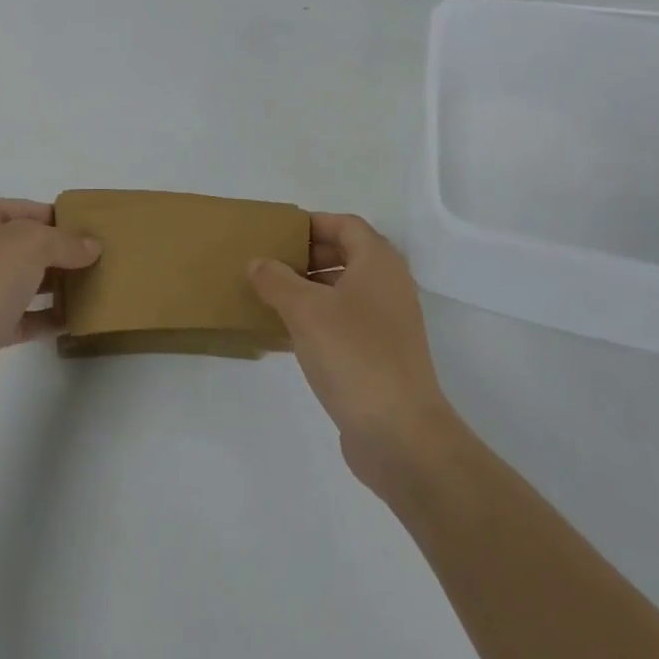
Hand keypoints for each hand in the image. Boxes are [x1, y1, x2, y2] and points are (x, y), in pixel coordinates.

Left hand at [0, 196, 100, 406]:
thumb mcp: (31, 243)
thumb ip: (66, 242)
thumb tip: (93, 246)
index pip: (24, 208)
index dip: (60, 218)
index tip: (95, 230)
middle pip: (23, 245)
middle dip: (61, 253)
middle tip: (102, 259)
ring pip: (22, 281)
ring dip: (56, 285)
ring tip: (97, 287)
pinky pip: (20, 316)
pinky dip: (45, 317)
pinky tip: (76, 319)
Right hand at [248, 213, 458, 493]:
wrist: (400, 434)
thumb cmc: (353, 355)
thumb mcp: (305, 309)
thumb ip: (276, 280)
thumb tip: (258, 262)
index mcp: (378, 264)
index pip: (346, 225)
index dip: (313, 223)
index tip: (278, 233)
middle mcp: (388, 287)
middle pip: (347, 255)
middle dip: (307, 256)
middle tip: (270, 264)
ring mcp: (388, 325)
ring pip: (344, 292)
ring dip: (309, 290)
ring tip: (270, 297)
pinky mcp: (381, 357)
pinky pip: (344, 325)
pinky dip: (317, 321)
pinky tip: (285, 336)